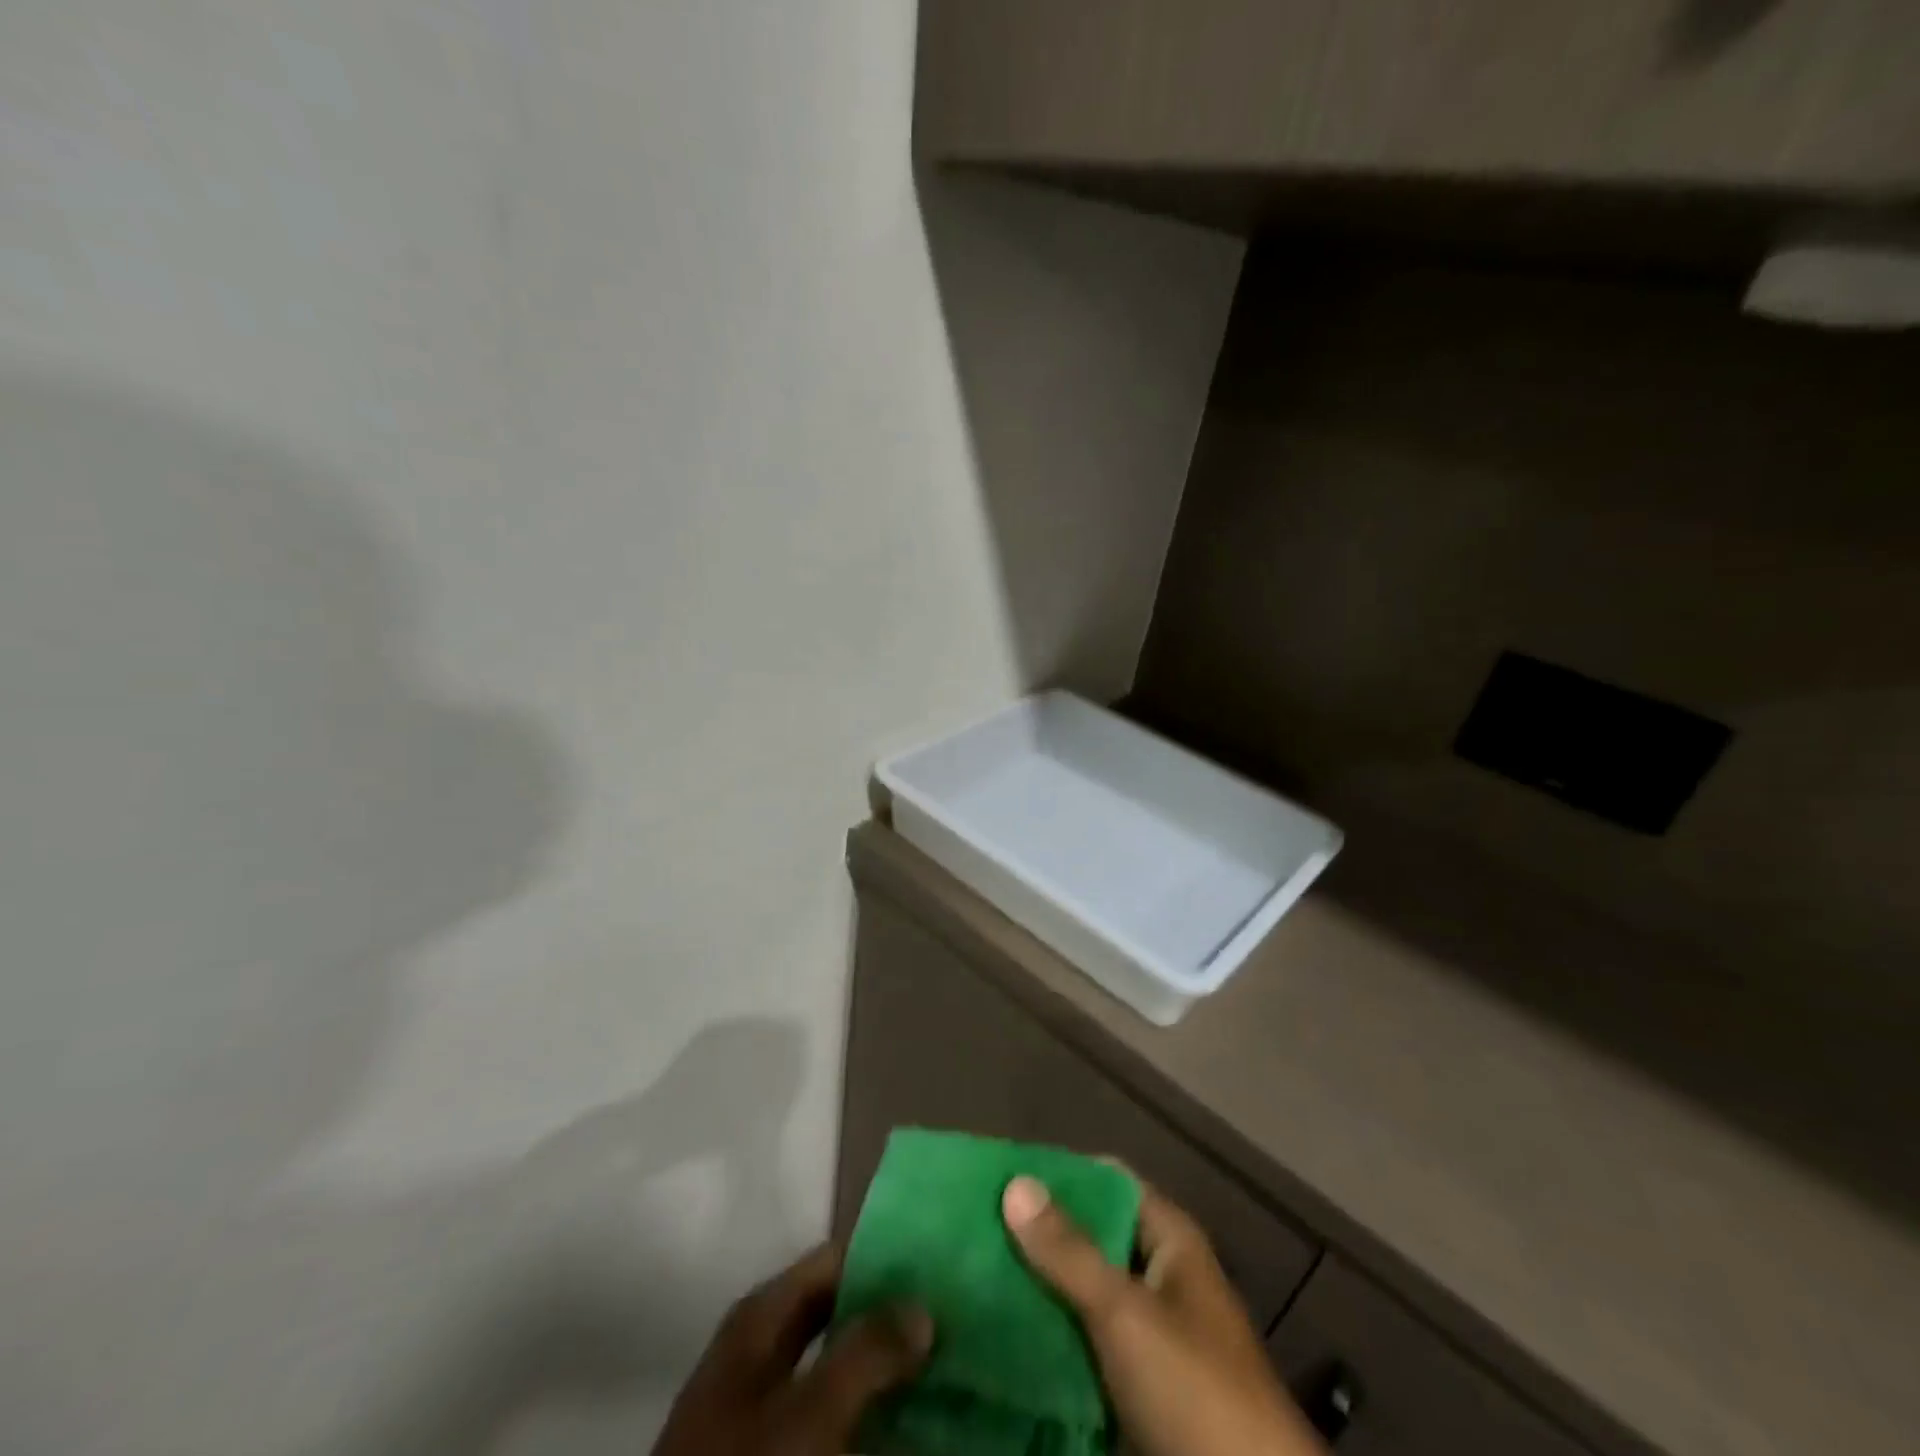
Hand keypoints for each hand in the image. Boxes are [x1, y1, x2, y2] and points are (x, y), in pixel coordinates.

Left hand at [650, 1243, 931, 1455]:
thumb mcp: (809, 1414)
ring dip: (886, 1371)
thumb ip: (867, 1352)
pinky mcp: (778, 1447)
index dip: (887, 1259)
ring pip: (840, 1369)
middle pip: (841, 1313)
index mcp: (763, 1316)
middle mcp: (765, 1346)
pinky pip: (832, 1419)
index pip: (836, 1259)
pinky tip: (908, 1426)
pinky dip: (867, 1417)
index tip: (940, 1269)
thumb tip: (922, 1308)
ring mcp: (767, 1404)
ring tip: (945, 1370)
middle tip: (953, 1322)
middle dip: (893, 1318)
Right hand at [1002, 1175, 1326, 1455]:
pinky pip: (1082, 1344)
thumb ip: (1069, 1251)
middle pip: (1091, 1237)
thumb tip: (1015, 1182)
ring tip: (972, 1273)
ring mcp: (1147, 1335)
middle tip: (974, 1226)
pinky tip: (999, 1333)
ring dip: (1038, 1286)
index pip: (1108, 1182)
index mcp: (1169, 1242)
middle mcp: (1158, 1277)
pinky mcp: (1134, 1389)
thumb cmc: (1195, 1394)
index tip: (1002, 1174)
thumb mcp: (1126, 1313)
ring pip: (1082, 1293)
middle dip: (1039, 1234)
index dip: (1060, 1174)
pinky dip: (1048, 1336)